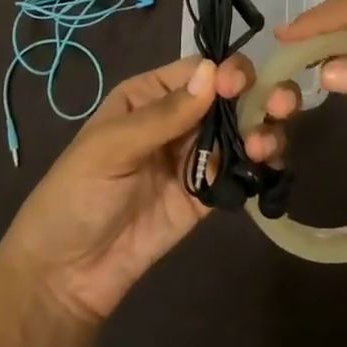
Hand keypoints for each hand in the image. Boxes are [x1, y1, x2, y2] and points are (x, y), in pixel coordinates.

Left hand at [0, 55, 296, 323]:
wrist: (67, 276)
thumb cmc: (76, 195)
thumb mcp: (110, 148)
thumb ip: (163, 114)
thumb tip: (213, 71)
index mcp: (151, 95)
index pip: (200, 71)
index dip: (226, 72)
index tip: (239, 87)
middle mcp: (181, 118)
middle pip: (232, 96)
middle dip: (260, 95)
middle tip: (279, 106)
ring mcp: (198, 157)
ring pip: (245, 130)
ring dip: (265, 129)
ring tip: (266, 146)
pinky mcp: (210, 194)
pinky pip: (243, 170)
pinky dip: (263, 164)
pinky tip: (269, 166)